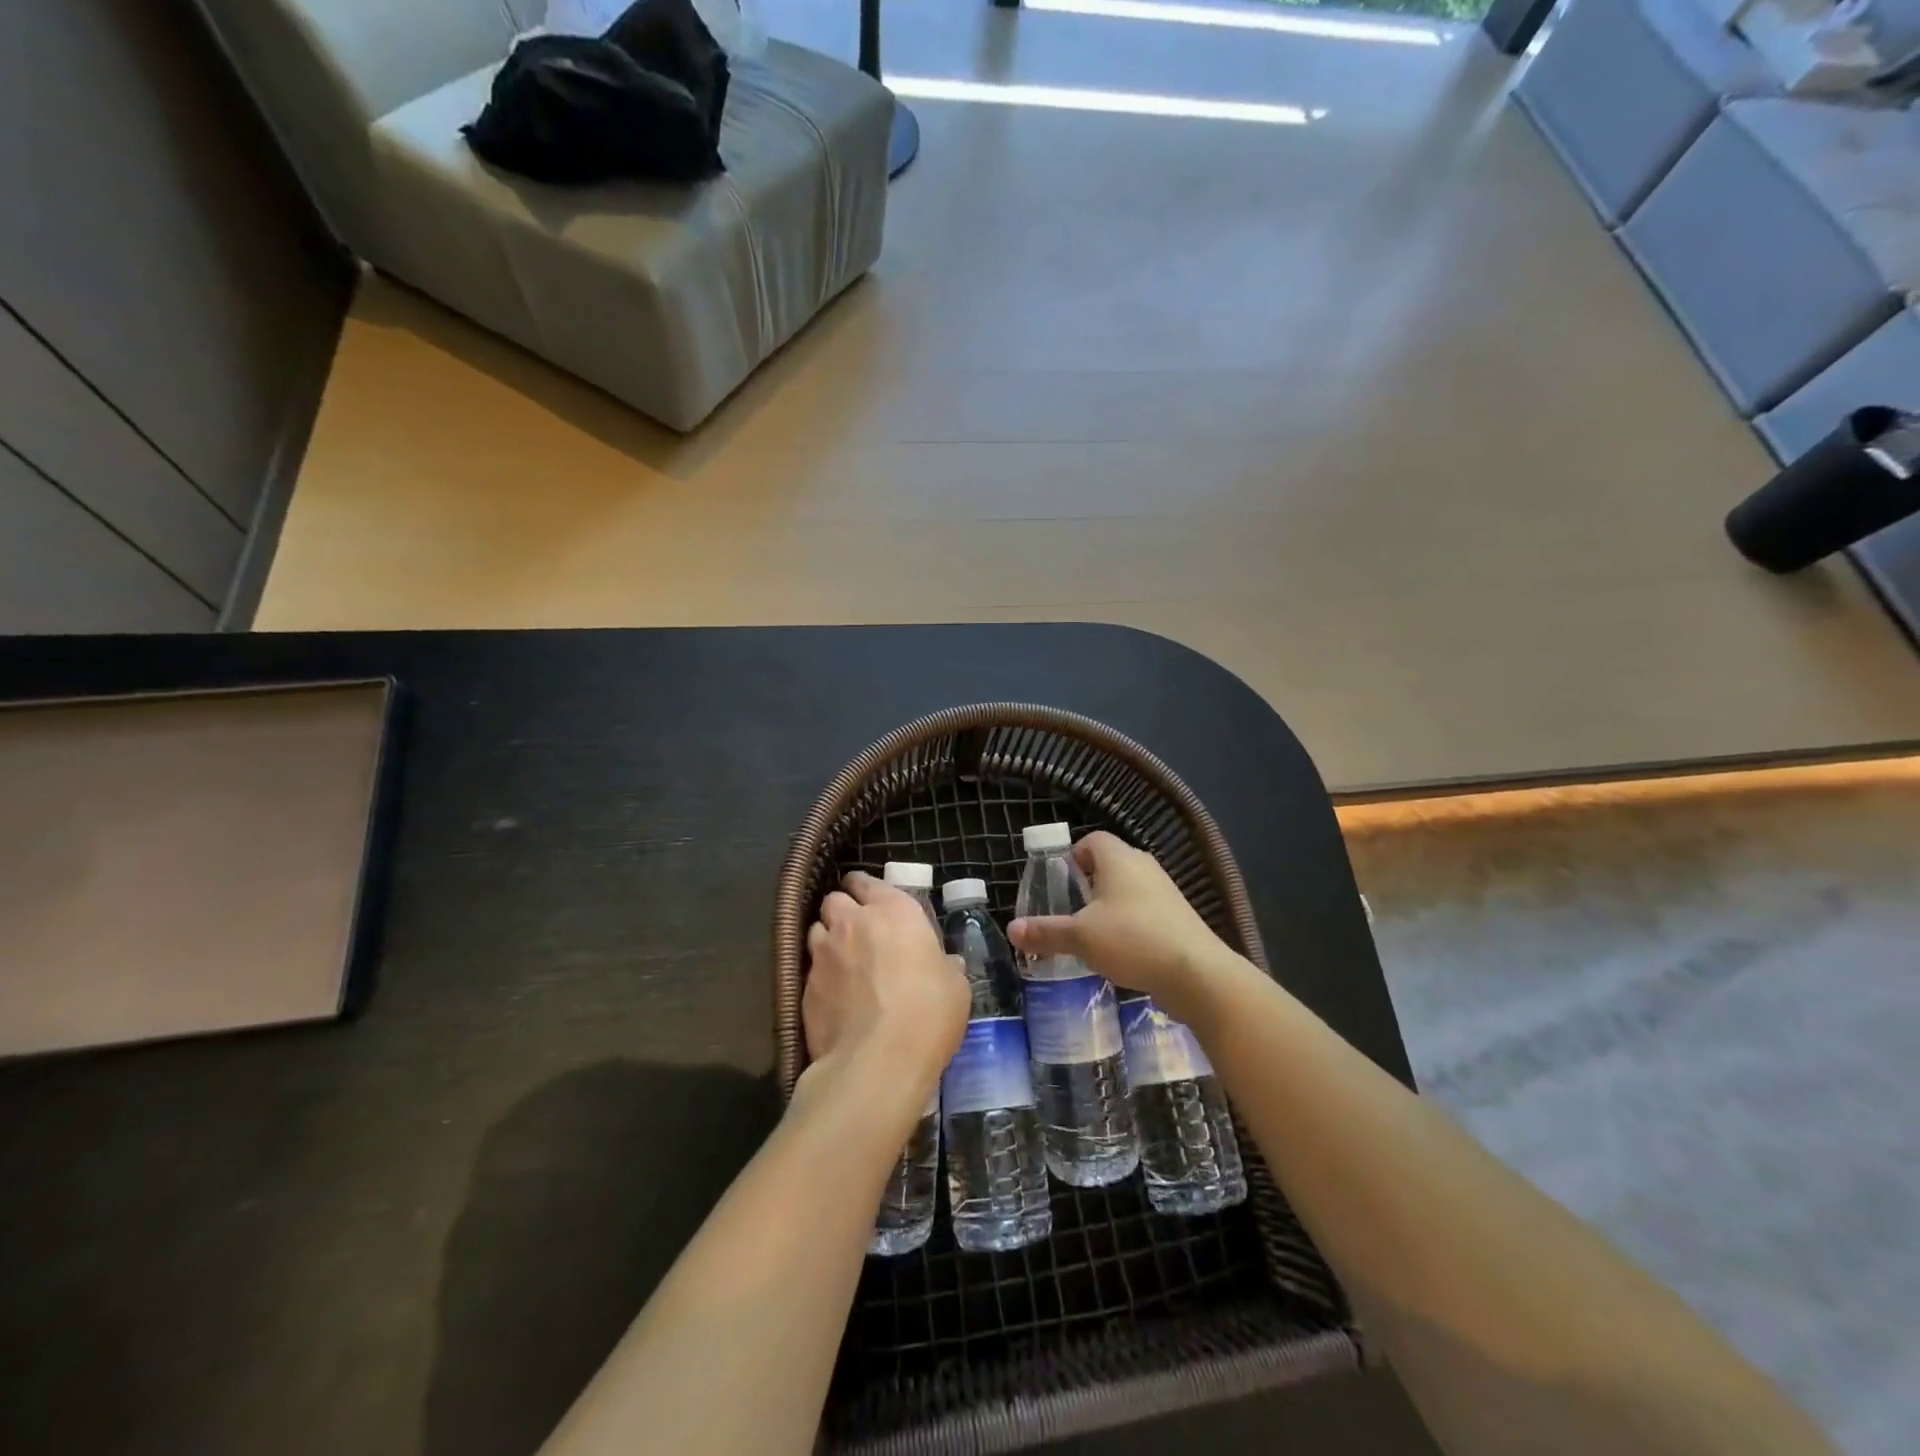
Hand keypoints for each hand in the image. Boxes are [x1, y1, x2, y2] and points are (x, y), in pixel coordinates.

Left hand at [802, 872, 967, 1111]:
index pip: (867, 881)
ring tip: (842, 959)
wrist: (878, 1060)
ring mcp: (823, 954)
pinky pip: (810, 968)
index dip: (866, 888)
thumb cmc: (928, 1012)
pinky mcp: (805, 987)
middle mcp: (852, 922)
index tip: (871, 899)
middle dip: (843, 909)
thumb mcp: (955, 985)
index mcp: (893, 911)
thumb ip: (943, 965)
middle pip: (834, 900)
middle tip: (857, 929)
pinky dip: (821, 974)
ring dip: (828, 938)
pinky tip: (834, 994)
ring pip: (816, 929)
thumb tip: (944, 964)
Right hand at [1009, 831, 1242, 1023]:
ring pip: (1128, 890)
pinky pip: (1145, 911)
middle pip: (1109, 864)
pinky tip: (1119, 952)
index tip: (1057, 882)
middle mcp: (1144, 866)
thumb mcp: (1080, 937)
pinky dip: (1129, 925)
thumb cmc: (1132, 940)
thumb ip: (1046, 932)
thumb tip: (1011, 929)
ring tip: (1090, 934)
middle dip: (1086, 884)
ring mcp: (1165, 892)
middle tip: (1068, 910)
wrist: (1197, 974)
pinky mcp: (1178, 918)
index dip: (1071, 856)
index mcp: (1119, 859)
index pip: (1091, 840)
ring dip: (1108, 907)